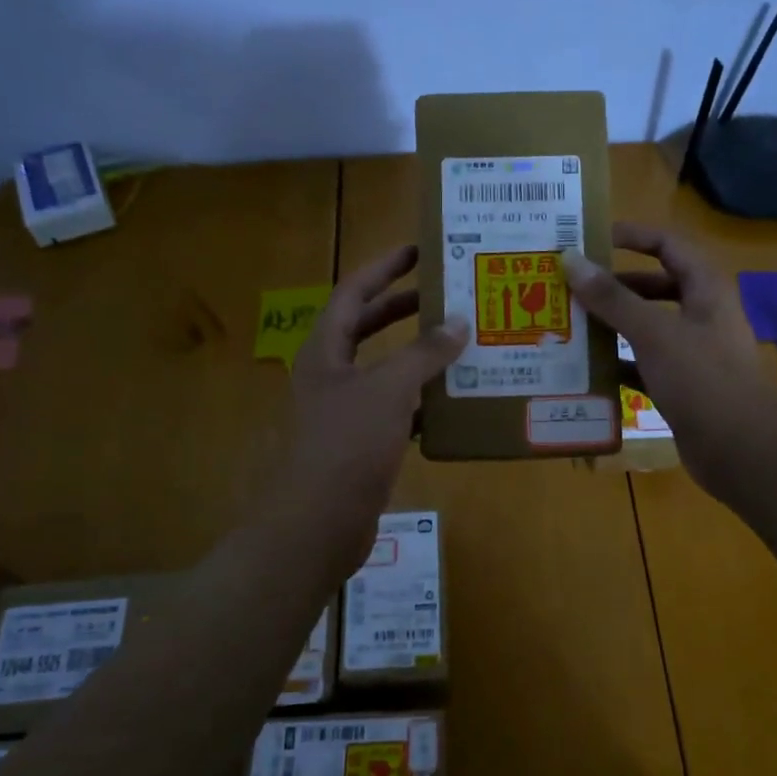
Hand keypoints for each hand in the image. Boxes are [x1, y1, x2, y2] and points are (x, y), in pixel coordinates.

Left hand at [266, 244, 467, 582]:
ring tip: (458, 343)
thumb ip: (424, 354)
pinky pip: (394, 410)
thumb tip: (458, 321)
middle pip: (366, 328)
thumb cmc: (347, 445)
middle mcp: (330, 375)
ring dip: (417, 356)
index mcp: (325, 351)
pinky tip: (451, 403)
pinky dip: (420, 402)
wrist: (317, 524)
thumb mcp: (389, 390)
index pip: (352, 293)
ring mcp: (343, 411)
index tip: (417, 251)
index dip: (383, 268)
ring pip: (383, 370)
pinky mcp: (359, 444)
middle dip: (401, 308)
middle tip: (444, 295)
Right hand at [561, 222, 776, 502]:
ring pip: (647, 328)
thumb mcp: (654, 333)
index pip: (669, 245)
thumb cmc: (702, 380)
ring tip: (569, 324)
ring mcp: (693, 354)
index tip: (593, 237)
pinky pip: (644, 365)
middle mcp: (701, 316)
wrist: (741, 451)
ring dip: (612, 326)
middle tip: (571, 286)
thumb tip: (571, 259)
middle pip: (654, 287)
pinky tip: (585, 368)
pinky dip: (618, 364)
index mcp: (706, 290)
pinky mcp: (683, 387)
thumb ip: (612, 298)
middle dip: (614, 286)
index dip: (634, 236)